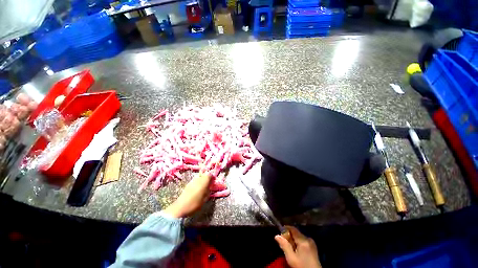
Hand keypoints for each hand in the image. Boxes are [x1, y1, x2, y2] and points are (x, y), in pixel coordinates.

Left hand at [163, 172, 211, 217]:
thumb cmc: (195, 204)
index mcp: (204, 182)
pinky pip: (195, 181)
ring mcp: (192, 181)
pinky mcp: (188, 184)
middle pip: (205, 175)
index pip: (210, 175)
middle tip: (208, 185)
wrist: (180, 207)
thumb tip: (210, 187)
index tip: (213, 182)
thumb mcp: (205, 198)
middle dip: (207, 179)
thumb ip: (208, 191)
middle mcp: (198, 179)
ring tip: (202, 189)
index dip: (212, 178)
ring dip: (202, 181)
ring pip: (200, 178)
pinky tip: (197, 190)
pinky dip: (197, 184)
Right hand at [275, 226, 321, 267]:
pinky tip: (296, 250)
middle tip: (284, 243)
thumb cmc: (302, 266)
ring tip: (289, 248)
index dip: (285, 229)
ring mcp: (312, 243)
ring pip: (299, 237)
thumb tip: (277, 236)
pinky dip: (298, 244)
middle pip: (296, 233)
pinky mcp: (313, 247)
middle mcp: (308, 239)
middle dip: (289, 236)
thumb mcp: (291, 258)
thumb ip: (284, 246)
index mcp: (303, 240)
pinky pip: (303, 241)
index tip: (280, 233)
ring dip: (293, 241)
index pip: (293, 229)